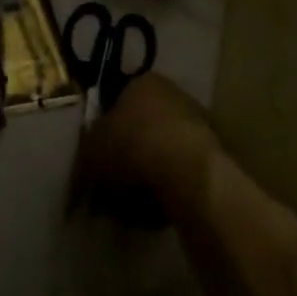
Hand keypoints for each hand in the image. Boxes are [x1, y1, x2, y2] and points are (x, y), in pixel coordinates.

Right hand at [73, 73, 220, 224]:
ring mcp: (198, 124)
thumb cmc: (131, 147)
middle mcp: (173, 95)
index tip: (95, 161)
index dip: (102, 134)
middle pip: (140, 130)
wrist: (186, 171)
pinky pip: (180, 173)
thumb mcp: (91, 152)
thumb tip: (82, 175)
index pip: (116, 102)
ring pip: (160, 154)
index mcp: (142, 82)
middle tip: (109, 189)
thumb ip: (84, 160)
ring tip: (130, 208)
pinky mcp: (214, 155)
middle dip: (125, 160)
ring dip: (146, 178)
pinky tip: (154, 213)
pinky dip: (167, 190)